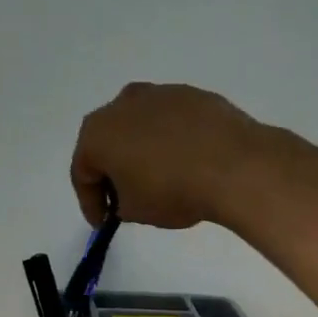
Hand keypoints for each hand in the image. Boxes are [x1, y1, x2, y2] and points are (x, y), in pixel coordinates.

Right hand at [69, 82, 274, 228]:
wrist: (234, 165)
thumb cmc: (172, 190)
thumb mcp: (135, 211)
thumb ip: (120, 203)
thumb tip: (129, 194)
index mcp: (97, 133)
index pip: (83, 173)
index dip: (90, 203)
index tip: (103, 223)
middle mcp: (121, 104)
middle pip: (108, 143)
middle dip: (113, 172)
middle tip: (124, 200)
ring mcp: (158, 94)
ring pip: (139, 128)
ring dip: (141, 152)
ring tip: (158, 180)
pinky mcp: (191, 94)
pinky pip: (170, 123)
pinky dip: (170, 141)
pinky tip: (185, 162)